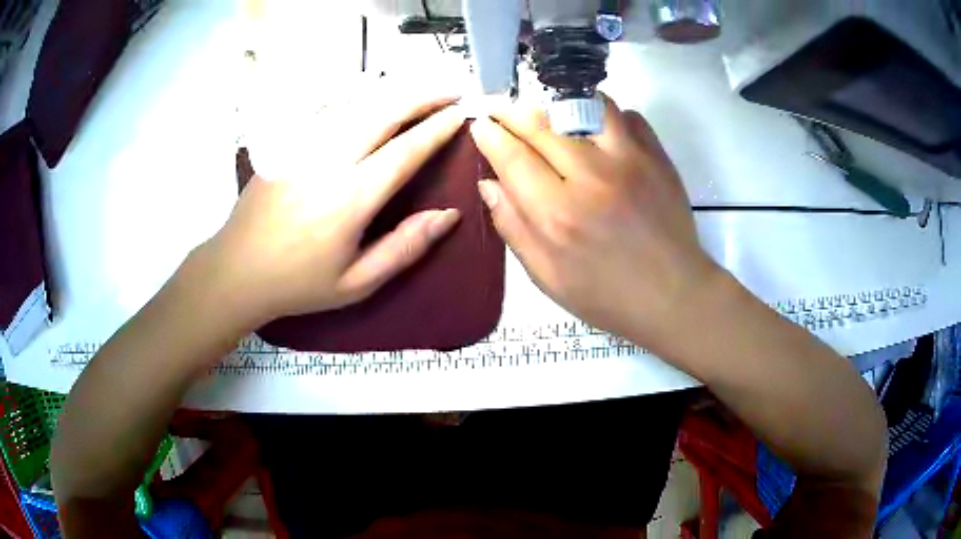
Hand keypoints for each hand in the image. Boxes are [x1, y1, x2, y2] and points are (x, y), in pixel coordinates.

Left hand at [197, 97, 465, 326]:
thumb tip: (449, 215)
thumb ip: (405, 247)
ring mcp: (303, 146)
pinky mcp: (286, 143)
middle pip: (384, 111)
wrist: (237, 269)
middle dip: (423, 96)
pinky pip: (329, 109)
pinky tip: (371, 102)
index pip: (406, 150)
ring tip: (419, 93)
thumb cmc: (299, 282)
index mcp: (351, 198)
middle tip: (450, 92)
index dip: (438, 128)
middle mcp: (329, 160)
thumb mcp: (357, 282)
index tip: (461, 114)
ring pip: (357, 104)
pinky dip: (359, 99)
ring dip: (393, 93)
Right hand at [470, 97, 722, 349]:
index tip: (481, 126)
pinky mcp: (656, 156)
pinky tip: (595, 131)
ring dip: (557, 104)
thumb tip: (488, 183)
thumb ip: (513, 228)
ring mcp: (628, 160)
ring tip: (547, 114)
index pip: (512, 156)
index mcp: (557, 214)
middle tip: (501, 111)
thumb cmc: (607, 296)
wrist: (674, 295)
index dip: (490, 135)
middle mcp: (590, 177)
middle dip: (511, 111)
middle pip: (540, 123)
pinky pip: (625, 115)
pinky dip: (604, 114)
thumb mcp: (547, 277)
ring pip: (583, 106)